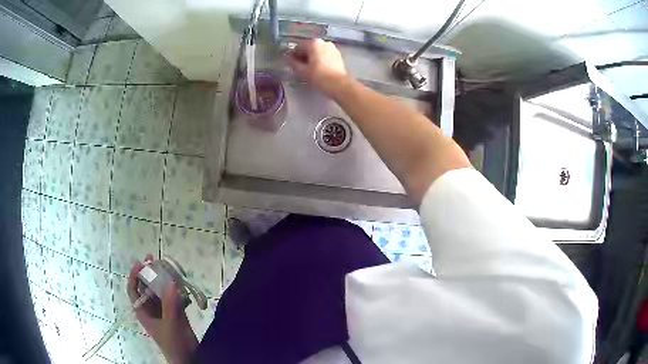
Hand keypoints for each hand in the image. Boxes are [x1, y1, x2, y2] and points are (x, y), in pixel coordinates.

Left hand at [128, 255, 197, 363]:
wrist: (188, 358)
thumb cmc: (174, 343)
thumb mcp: (170, 324)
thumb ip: (170, 305)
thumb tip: (171, 282)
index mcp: (143, 312)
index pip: (133, 290)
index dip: (134, 276)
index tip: (140, 263)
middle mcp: (151, 309)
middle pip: (146, 288)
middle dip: (149, 274)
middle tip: (154, 260)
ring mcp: (163, 311)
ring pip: (160, 291)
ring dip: (164, 281)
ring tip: (170, 269)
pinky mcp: (175, 313)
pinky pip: (172, 298)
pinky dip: (176, 291)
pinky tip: (182, 286)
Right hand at [286, 38, 348, 97]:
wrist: (339, 85)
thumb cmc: (319, 76)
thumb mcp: (302, 71)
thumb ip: (293, 63)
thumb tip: (287, 59)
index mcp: (313, 43)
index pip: (298, 47)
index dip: (293, 55)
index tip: (291, 64)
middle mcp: (323, 42)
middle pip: (309, 48)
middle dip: (303, 56)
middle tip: (299, 67)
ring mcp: (332, 48)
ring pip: (317, 51)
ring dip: (312, 58)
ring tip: (309, 69)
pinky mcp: (338, 55)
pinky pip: (325, 55)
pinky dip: (320, 60)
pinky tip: (318, 69)